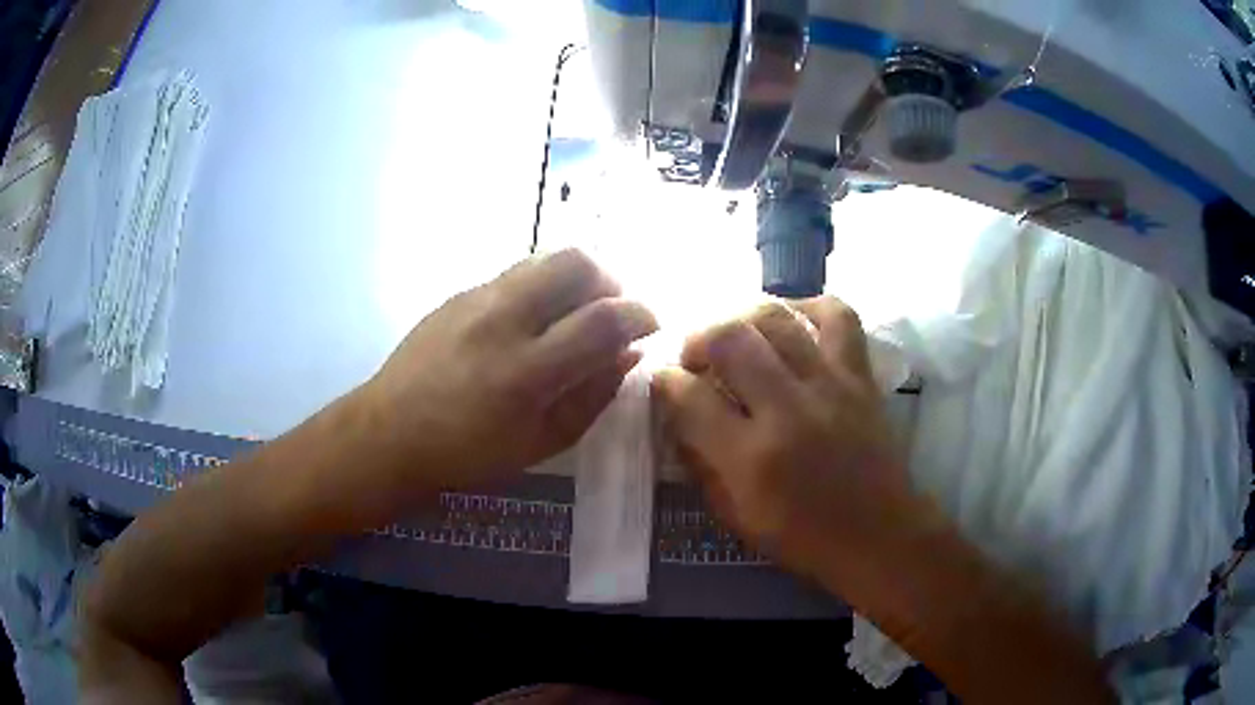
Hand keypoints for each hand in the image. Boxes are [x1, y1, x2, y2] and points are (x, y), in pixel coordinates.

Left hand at [363, 249, 657, 492]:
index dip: (640, 314)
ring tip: (575, 312)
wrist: (388, 433)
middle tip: (612, 311)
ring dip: (575, 277)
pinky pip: (515, 274)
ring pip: (544, 258)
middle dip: (610, 279)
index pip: (602, 319)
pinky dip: (542, 287)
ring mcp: (476, 298)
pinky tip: (532, 321)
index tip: (650, 323)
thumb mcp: (540, 442)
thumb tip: (628, 354)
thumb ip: (591, 396)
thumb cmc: (466, 454)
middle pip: (575, 262)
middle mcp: (502, 319)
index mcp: (526, 371)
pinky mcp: (459, 292)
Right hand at [652, 298, 909, 578]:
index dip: (665, 382)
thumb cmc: (804, 538)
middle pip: (729, 339)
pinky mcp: (860, 376)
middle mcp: (788, 410)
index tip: (663, 381)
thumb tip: (678, 417)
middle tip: (696, 358)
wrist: (879, 535)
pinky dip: (810, 305)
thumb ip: (701, 465)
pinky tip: (792, 319)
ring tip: (736, 337)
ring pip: (775, 318)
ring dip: (742, 319)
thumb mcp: (736, 517)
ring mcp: (829, 386)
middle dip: (698, 340)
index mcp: (751, 458)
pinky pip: (838, 317)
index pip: (690, 398)